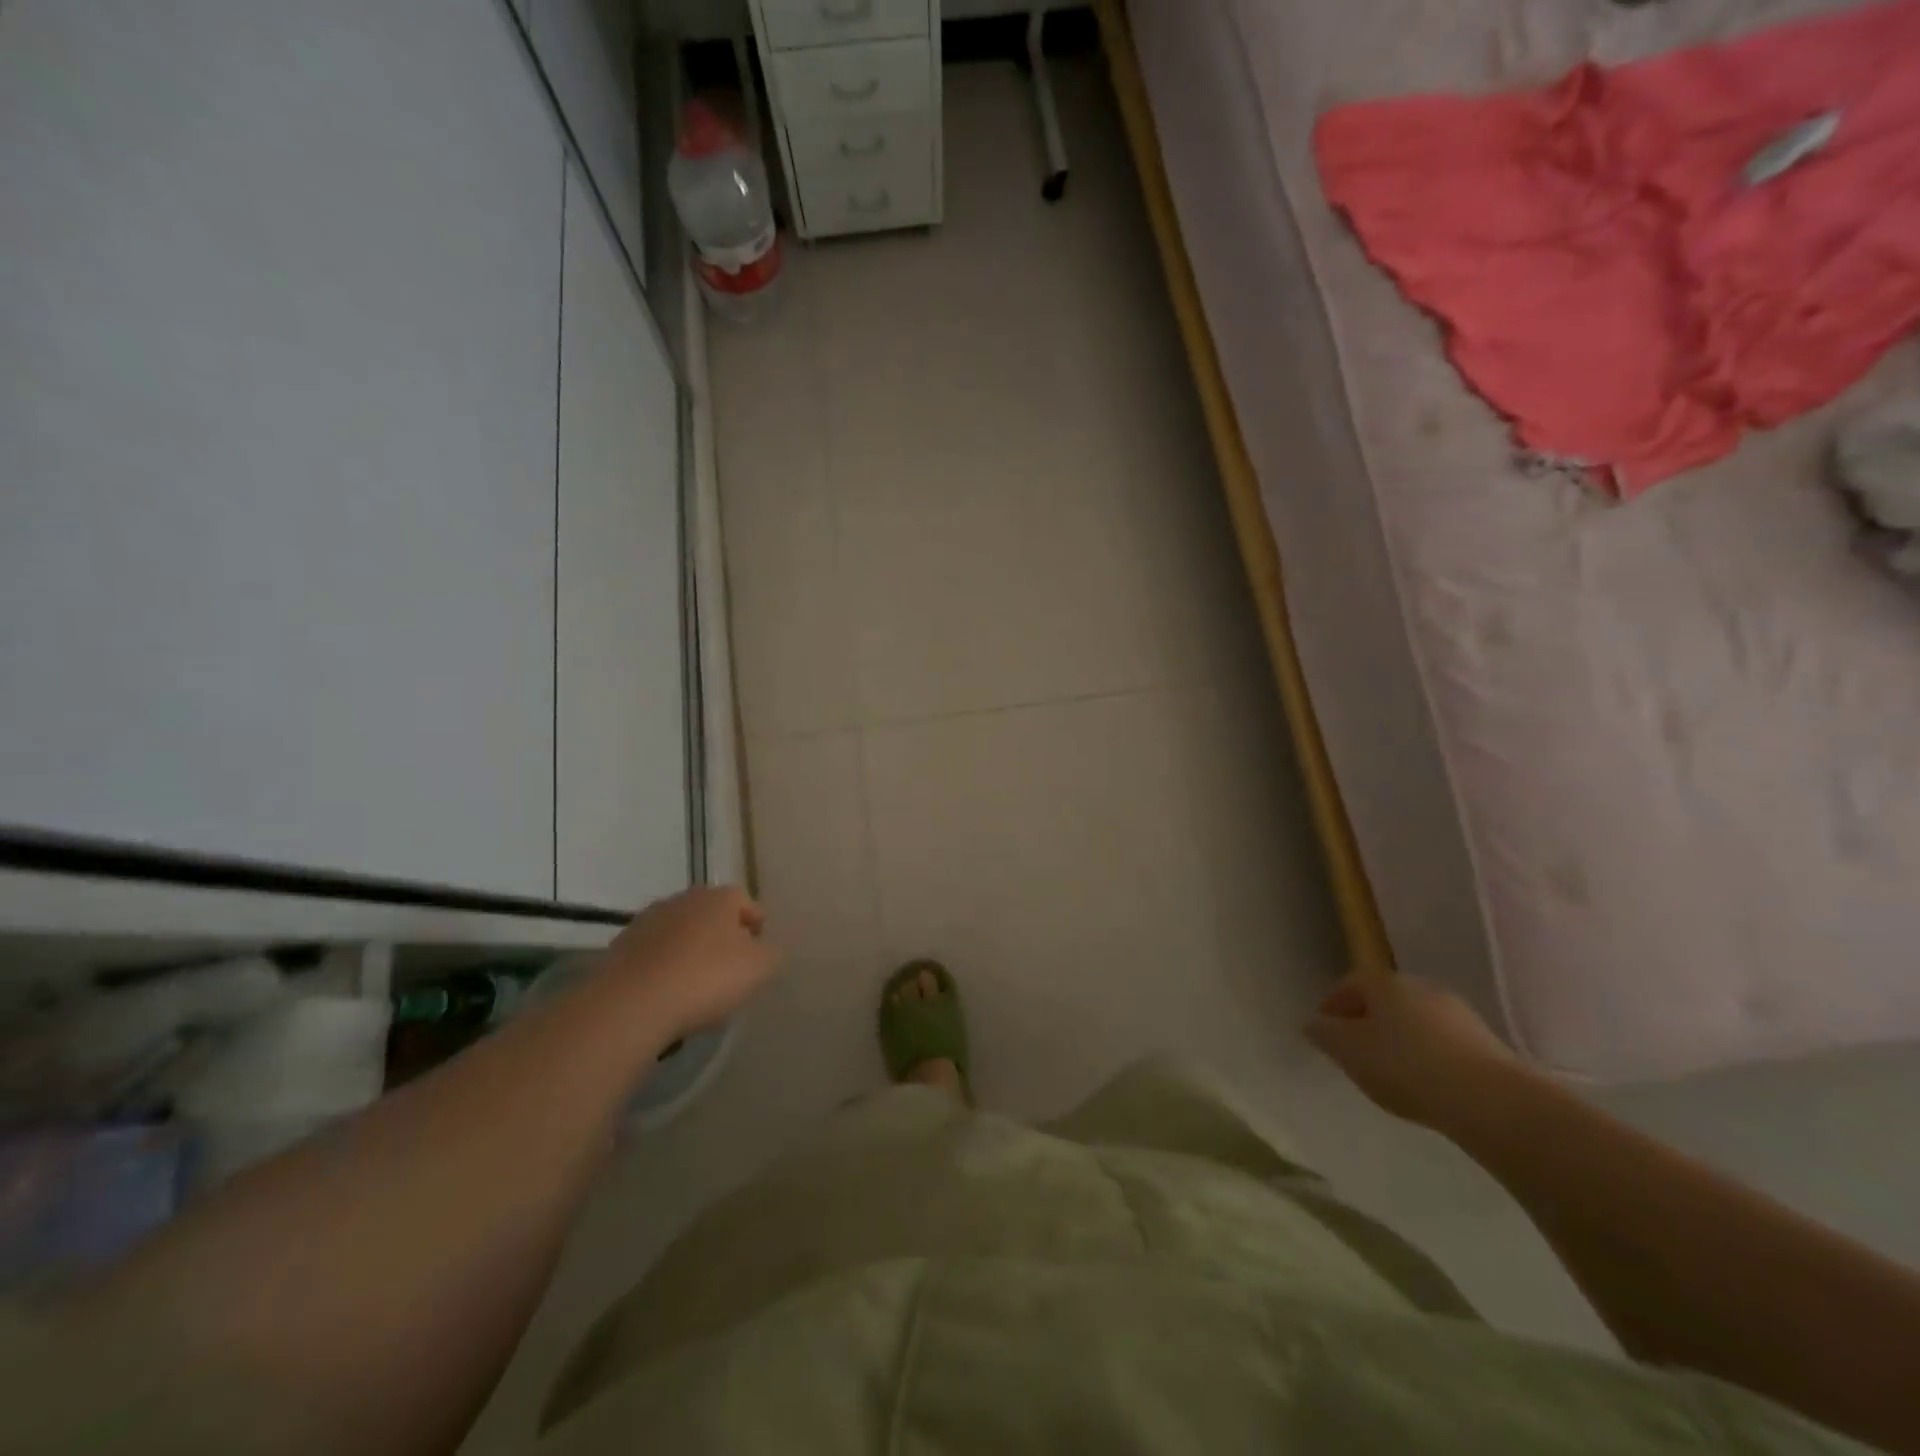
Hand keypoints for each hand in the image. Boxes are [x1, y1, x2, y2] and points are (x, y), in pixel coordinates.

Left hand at [602, 885, 779, 1036]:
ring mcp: (646, 921)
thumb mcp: (759, 968)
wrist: (631, 1003)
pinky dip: (662, 969)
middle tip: (729, 970)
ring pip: (679, 934)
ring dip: (689, 952)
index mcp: (719, 897)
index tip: (759, 952)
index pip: (745, 901)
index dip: (756, 925)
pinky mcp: (619, 948)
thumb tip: (765, 950)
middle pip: (710, 915)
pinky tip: (666, 996)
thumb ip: (771, 954)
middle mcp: (682, 899)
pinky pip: (653, 956)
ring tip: (695, 987)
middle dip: (721, 937)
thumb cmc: (705, 978)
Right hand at [1304, 973, 1526, 1132]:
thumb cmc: (1406, 1066)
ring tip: (1391, 1072)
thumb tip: (1313, 1024)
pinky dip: (1427, 1055)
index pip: (1349, 984)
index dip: (1333, 1005)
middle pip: (1384, 1000)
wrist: (1491, 1100)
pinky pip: (1442, 1042)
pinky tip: (1426, 1082)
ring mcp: (1457, 1012)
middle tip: (1355, 1051)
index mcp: (1384, 982)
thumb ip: (1324, 1035)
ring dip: (1399, 1038)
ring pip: (1414, 1020)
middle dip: (1367, 1021)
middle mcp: (1420, 986)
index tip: (1325, 1031)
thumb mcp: (1348, 1052)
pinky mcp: (1485, 1041)